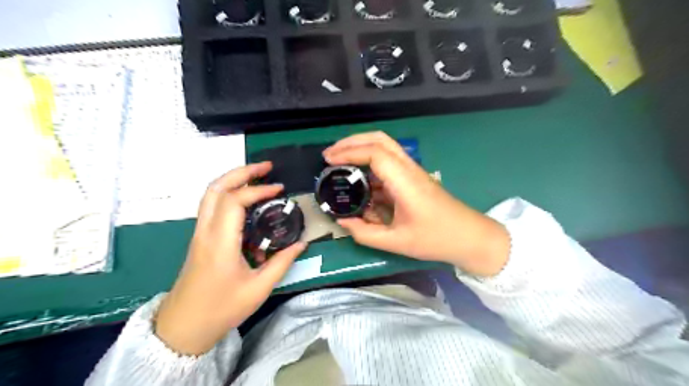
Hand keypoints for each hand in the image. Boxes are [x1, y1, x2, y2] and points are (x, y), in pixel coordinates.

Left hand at [157, 162, 307, 353]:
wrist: (183, 327)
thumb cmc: (220, 309)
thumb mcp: (258, 289)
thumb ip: (282, 263)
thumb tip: (301, 244)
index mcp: (220, 243)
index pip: (234, 201)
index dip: (258, 190)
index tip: (279, 190)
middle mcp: (205, 232)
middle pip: (216, 188)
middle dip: (241, 172)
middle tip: (265, 167)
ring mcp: (199, 233)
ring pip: (210, 194)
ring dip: (233, 180)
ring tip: (257, 176)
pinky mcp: (200, 238)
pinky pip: (212, 206)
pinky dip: (228, 194)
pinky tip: (247, 201)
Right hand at [321, 133, 506, 277]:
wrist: (470, 237)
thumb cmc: (436, 239)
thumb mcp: (396, 242)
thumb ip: (365, 233)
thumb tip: (342, 221)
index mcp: (405, 182)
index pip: (375, 154)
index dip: (349, 152)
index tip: (328, 160)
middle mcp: (409, 169)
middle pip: (380, 139)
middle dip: (352, 141)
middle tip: (330, 154)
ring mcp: (413, 171)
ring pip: (385, 146)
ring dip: (361, 148)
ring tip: (339, 160)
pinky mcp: (414, 177)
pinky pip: (389, 161)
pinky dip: (370, 162)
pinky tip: (359, 178)